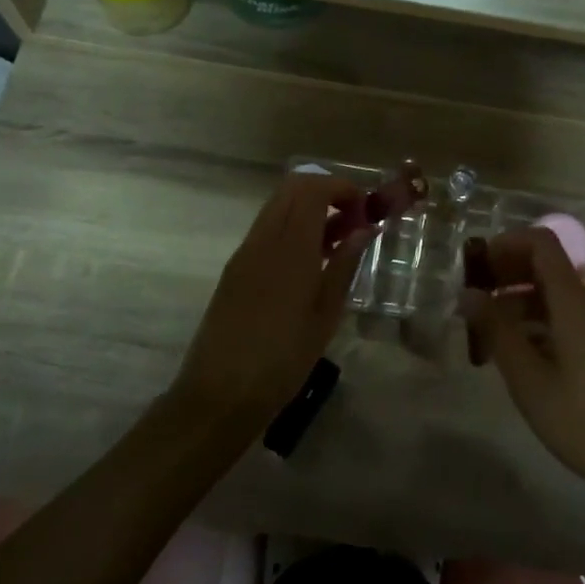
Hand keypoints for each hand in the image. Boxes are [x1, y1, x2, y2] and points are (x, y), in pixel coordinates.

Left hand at [170, 175, 377, 435]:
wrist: (219, 395)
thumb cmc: (283, 360)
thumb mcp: (326, 315)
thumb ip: (345, 265)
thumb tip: (365, 229)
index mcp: (290, 248)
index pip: (312, 189)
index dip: (342, 188)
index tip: (365, 209)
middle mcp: (264, 239)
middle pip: (292, 188)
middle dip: (326, 192)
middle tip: (353, 220)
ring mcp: (245, 252)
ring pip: (278, 206)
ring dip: (308, 209)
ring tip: (337, 243)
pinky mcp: (235, 268)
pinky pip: (267, 230)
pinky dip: (292, 228)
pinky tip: (310, 262)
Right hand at [462, 229, 584, 485]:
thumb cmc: (581, 419)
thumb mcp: (528, 378)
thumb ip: (495, 330)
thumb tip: (467, 294)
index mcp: (574, 300)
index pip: (541, 243)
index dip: (506, 243)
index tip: (476, 266)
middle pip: (545, 265)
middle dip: (506, 273)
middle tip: (472, 299)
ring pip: (553, 293)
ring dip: (517, 300)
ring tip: (485, 330)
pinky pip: (565, 314)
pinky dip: (536, 320)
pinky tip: (514, 350)